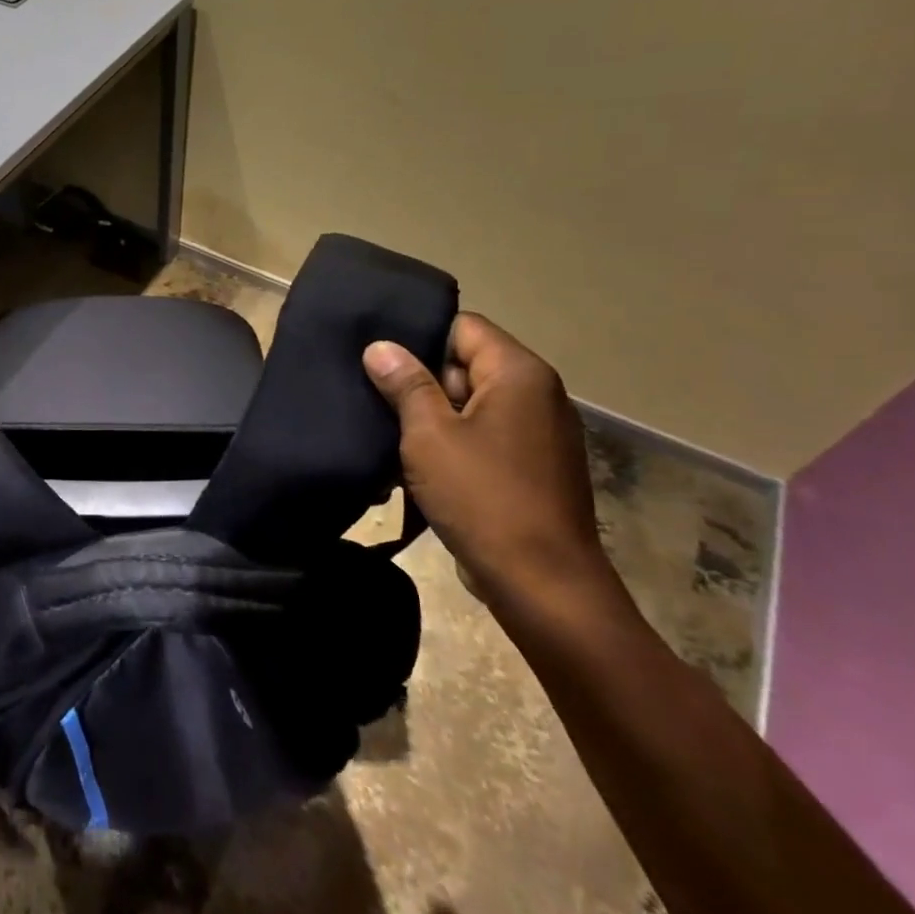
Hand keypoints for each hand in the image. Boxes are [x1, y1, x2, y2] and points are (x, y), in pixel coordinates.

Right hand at [362, 314, 609, 601]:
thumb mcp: (429, 435)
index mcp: (518, 374)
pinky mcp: (531, 468)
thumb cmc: (483, 497)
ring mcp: (537, 434)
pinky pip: (482, 439)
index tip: (378, 359)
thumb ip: (405, 384)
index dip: (418, 337)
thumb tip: (381, 346)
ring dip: (430, 420)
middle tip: (371, 397)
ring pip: (468, 406)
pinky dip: (450, 447)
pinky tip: (412, 468)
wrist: (543, 586)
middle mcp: (536, 395)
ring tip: (385, 435)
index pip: (462, 327)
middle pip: (464, 365)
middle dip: (419, 382)